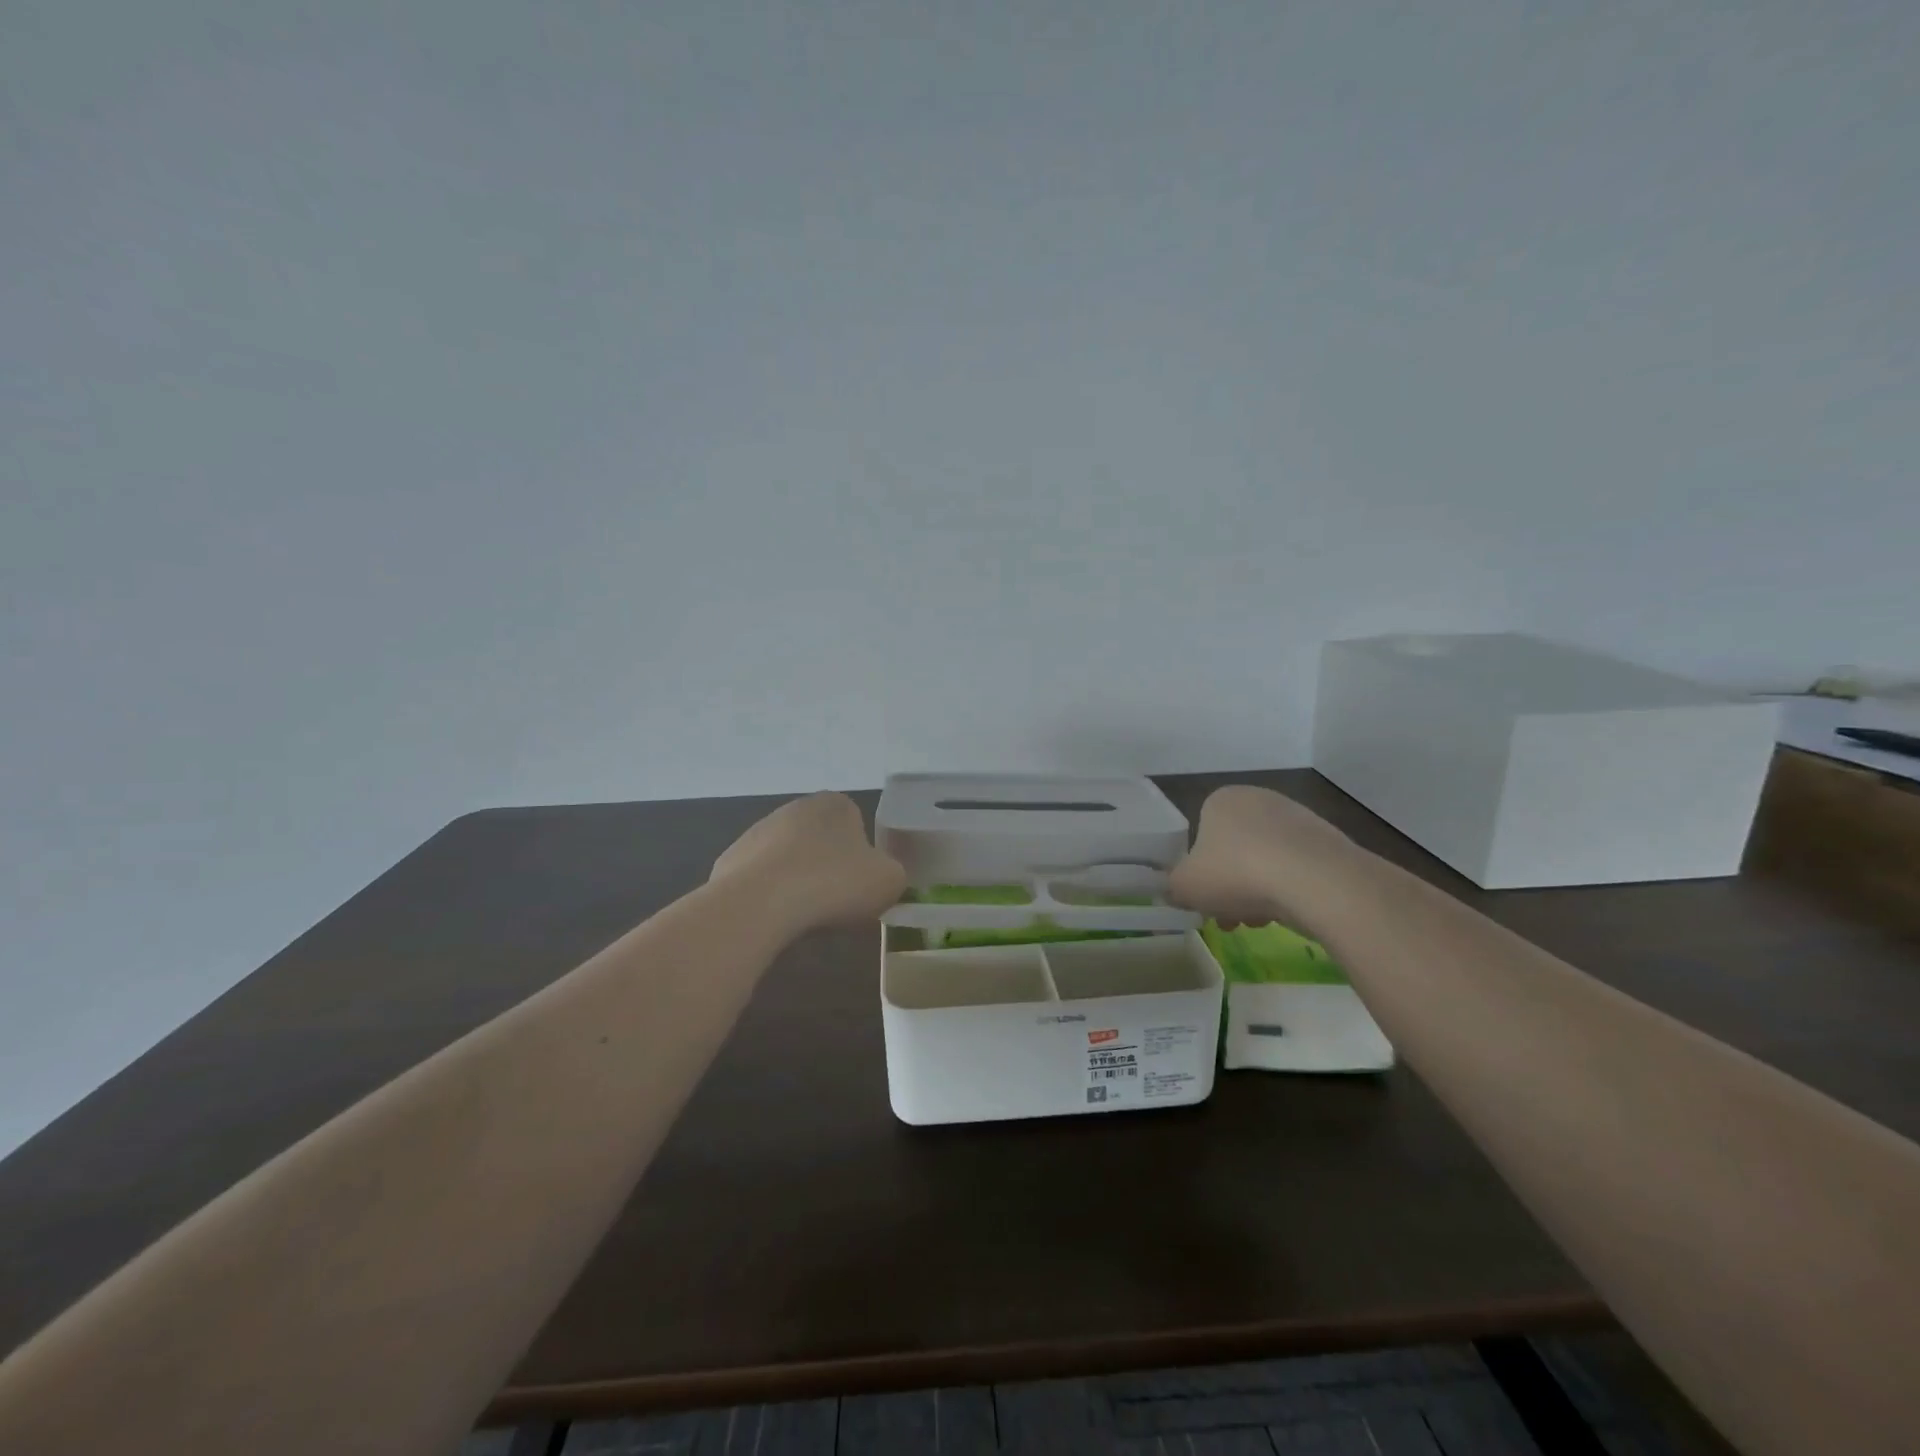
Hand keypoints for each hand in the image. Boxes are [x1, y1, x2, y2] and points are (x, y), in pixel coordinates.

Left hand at [709, 792, 906, 935]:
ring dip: (797, 882)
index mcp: (836, 804)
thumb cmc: (833, 884)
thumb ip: (892, 873)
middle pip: (821, 841)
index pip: (856, 823)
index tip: (862, 886)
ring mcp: (757, 832)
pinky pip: (759, 881)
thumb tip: (881, 877)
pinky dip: (768, 897)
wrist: (760, 904)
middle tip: (837, 904)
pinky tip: (773, 919)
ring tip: (804, 918)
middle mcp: (795, 808)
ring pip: (789, 860)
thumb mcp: (889, 881)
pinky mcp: (730, 860)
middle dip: (828, 868)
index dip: (863, 857)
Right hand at [1169, 784, 1373, 934]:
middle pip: (1234, 851)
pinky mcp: (1328, 842)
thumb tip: (1175, 892)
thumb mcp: (1185, 886)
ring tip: (1260, 922)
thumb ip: (1172, 888)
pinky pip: (1296, 869)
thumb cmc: (1237, 873)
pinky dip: (1289, 890)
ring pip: (1265, 862)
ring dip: (1257, 892)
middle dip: (1229, 887)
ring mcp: (1297, 818)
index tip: (1204, 899)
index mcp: (1221, 800)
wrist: (1317, 881)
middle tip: (1229, 917)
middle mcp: (1258, 799)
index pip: (1201, 835)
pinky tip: (1289, 913)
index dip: (1199, 872)